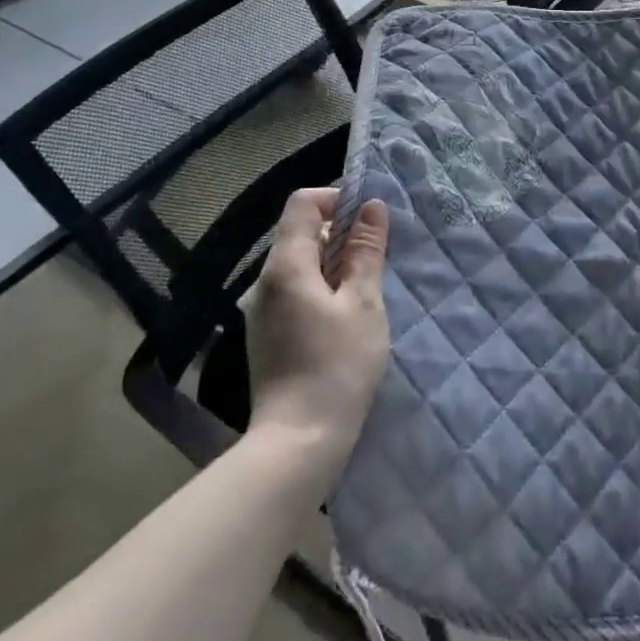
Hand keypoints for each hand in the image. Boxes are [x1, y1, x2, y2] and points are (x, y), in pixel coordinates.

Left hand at [246, 188, 389, 478]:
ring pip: (300, 264)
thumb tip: (372, 207)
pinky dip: (322, 287)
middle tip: (376, 257)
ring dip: (334, 262)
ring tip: (367, 288)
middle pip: (300, 232)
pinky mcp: (268, 334)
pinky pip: (295, 290)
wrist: (298, 441)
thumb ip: (366, 251)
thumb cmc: (337, 365)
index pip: (302, 204)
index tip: (368, 220)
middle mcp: (266, 282)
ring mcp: (263, 310)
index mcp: (286, 266)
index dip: (336, 199)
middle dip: (340, 233)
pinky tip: (346, 316)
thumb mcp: (363, 303)